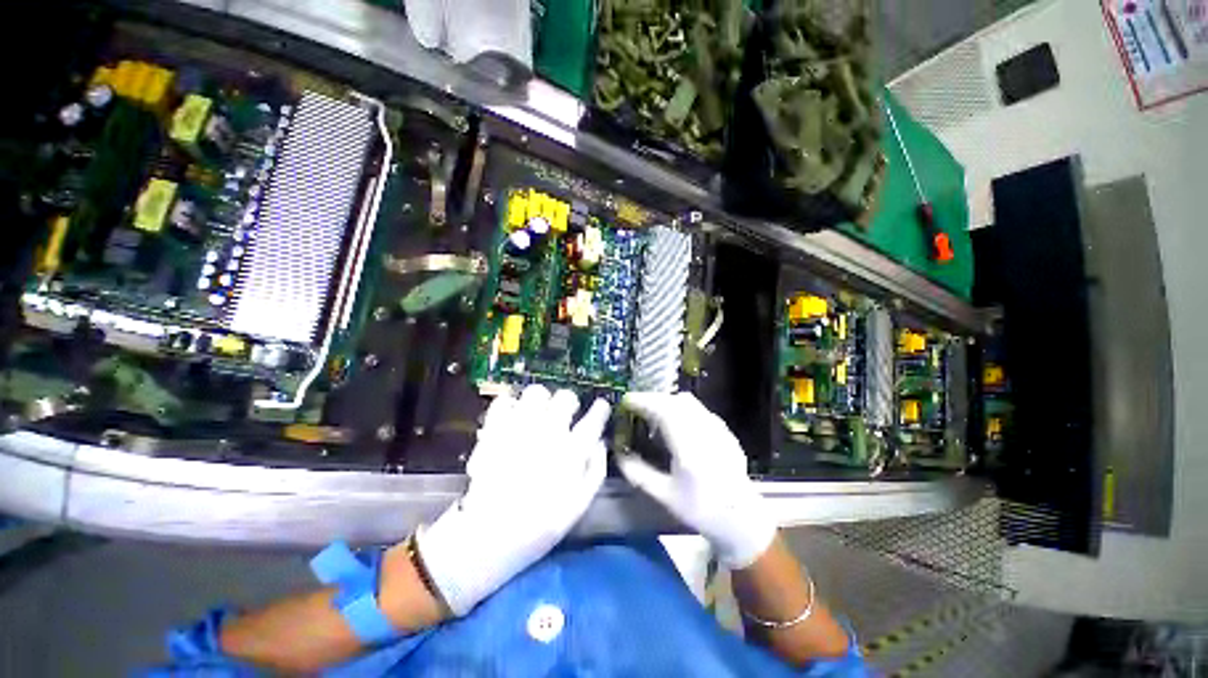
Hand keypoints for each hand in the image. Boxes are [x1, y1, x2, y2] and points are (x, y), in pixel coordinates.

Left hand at [417, 385, 609, 614]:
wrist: (489, 537)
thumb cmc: (540, 524)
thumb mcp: (579, 504)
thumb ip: (595, 469)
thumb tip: (601, 443)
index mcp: (571, 452)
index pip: (593, 419)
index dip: (600, 409)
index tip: (601, 406)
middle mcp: (547, 433)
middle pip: (565, 397)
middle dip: (569, 402)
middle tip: (566, 413)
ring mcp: (519, 428)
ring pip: (536, 392)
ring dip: (541, 400)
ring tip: (538, 413)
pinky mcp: (494, 430)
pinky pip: (504, 401)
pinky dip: (510, 404)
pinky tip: (513, 416)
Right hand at [616, 392, 776, 568]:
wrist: (741, 519)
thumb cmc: (701, 509)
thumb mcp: (665, 496)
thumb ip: (639, 474)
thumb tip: (619, 455)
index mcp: (689, 448)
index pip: (664, 411)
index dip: (644, 401)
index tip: (627, 400)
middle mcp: (705, 432)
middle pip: (676, 401)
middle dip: (653, 399)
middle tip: (637, 407)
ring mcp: (718, 429)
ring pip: (689, 402)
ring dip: (668, 401)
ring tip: (654, 414)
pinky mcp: (725, 431)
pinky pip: (700, 410)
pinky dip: (682, 408)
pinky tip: (677, 424)